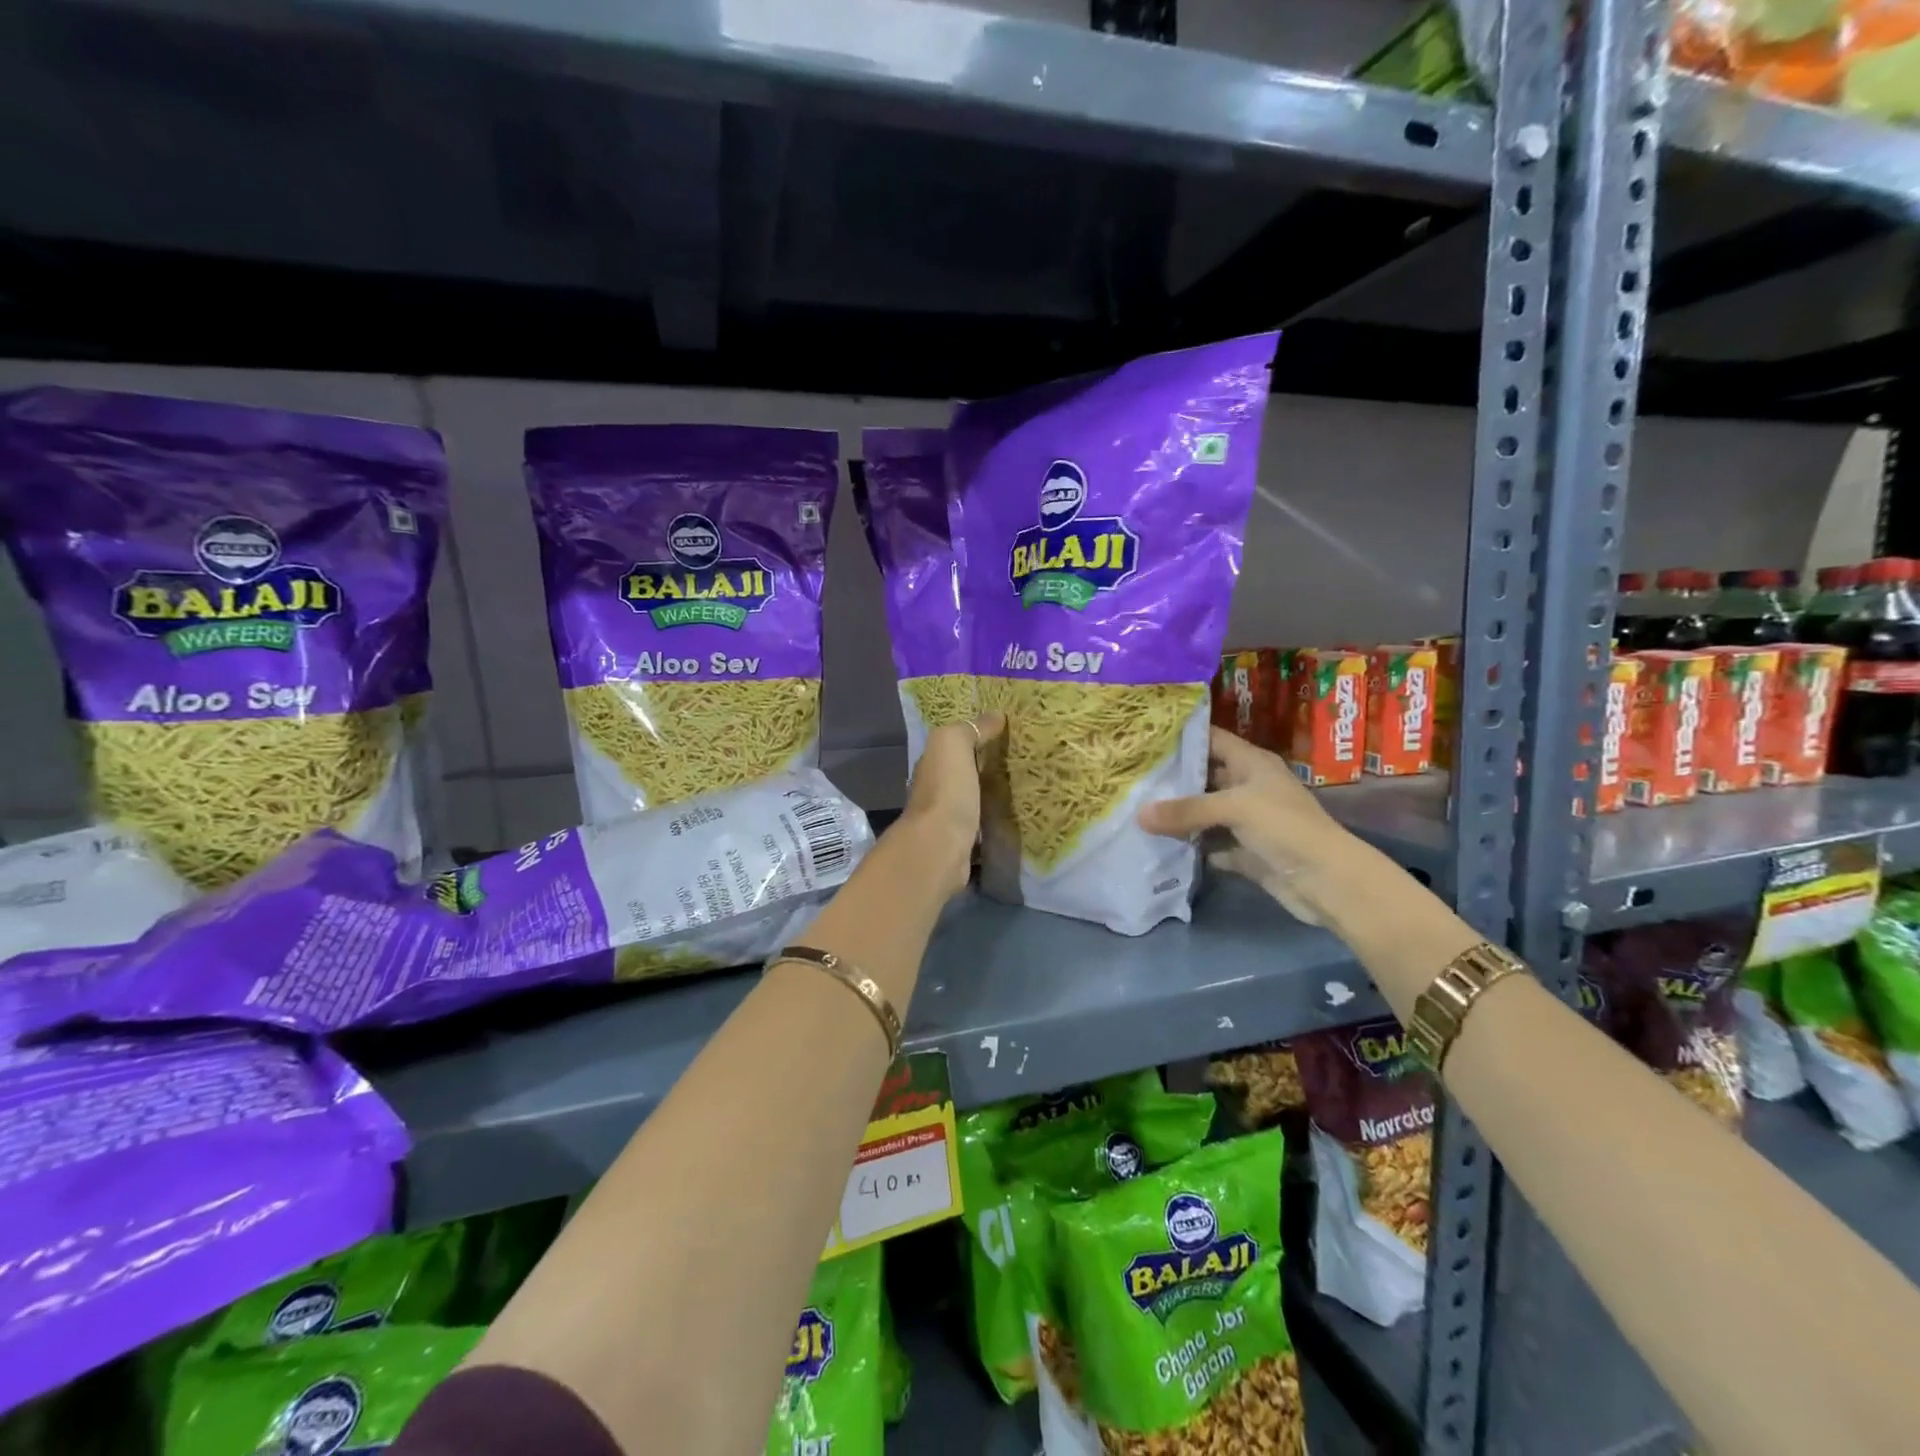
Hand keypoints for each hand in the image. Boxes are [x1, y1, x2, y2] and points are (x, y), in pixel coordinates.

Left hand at [899, 713, 1006, 894]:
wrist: (940, 848)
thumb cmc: (947, 791)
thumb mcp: (953, 745)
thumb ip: (971, 729)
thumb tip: (996, 715)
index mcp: (932, 764)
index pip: (954, 745)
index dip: (976, 737)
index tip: (1007, 733)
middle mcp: (935, 790)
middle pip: (963, 772)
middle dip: (985, 766)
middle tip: (1022, 759)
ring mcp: (947, 819)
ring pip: (972, 799)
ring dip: (989, 794)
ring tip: (1024, 787)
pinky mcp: (962, 844)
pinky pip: (981, 824)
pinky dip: (993, 820)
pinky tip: (1013, 818)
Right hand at [1137, 728, 1358, 925]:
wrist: (1327, 882)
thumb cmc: (1286, 828)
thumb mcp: (1234, 809)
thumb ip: (1185, 810)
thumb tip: (1138, 815)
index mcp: (1252, 763)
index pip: (1212, 739)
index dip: (1182, 737)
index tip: (1144, 737)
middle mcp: (1249, 787)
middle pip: (1205, 776)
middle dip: (1172, 777)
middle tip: (1130, 775)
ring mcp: (1248, 821)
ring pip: (1205, 812)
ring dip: (1178, 814)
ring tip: (1135, 808)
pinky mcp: (1246, 852)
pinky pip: (1211, 844)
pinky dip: (1192, 846)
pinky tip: (1160, 844)